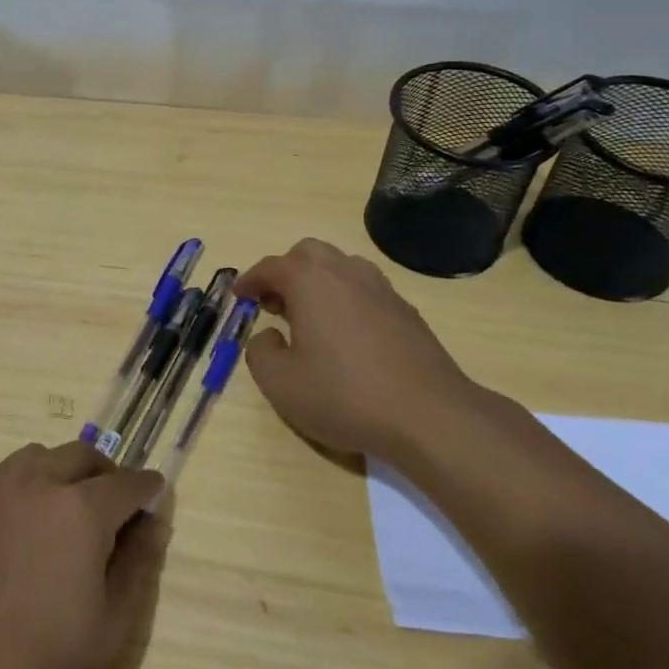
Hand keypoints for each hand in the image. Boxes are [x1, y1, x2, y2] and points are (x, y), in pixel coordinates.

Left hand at [0, 442, 165, 668]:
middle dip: (105, 473)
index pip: (124, 483)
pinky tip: (31, 534)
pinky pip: (6, 482)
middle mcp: (35, 486)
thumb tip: (153, 522)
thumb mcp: (113, 624)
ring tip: (72, 511)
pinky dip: (30, 488)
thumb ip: (137, 563)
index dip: (146, 488)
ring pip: (38, 458)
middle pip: (79, 457)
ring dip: (63, 471)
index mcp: (78, 510)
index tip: (156, 494)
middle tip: (117, 506)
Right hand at [235, 238, 493, 457]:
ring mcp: (381, 289)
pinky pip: (366, 289)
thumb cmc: (344, 395)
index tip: (239, 295)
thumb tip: (268, 336)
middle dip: (286, 271)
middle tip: (275, 303)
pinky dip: (346, 298)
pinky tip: (346, 334)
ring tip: (310, 316)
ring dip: (318, 281)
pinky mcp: (406, 311)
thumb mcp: (280, 384)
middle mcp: (345, 273)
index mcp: (310, 281)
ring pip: (341, 266)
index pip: (270, 267)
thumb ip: (260, 352)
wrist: (429, 416)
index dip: (249, 280)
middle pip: (308, 253)